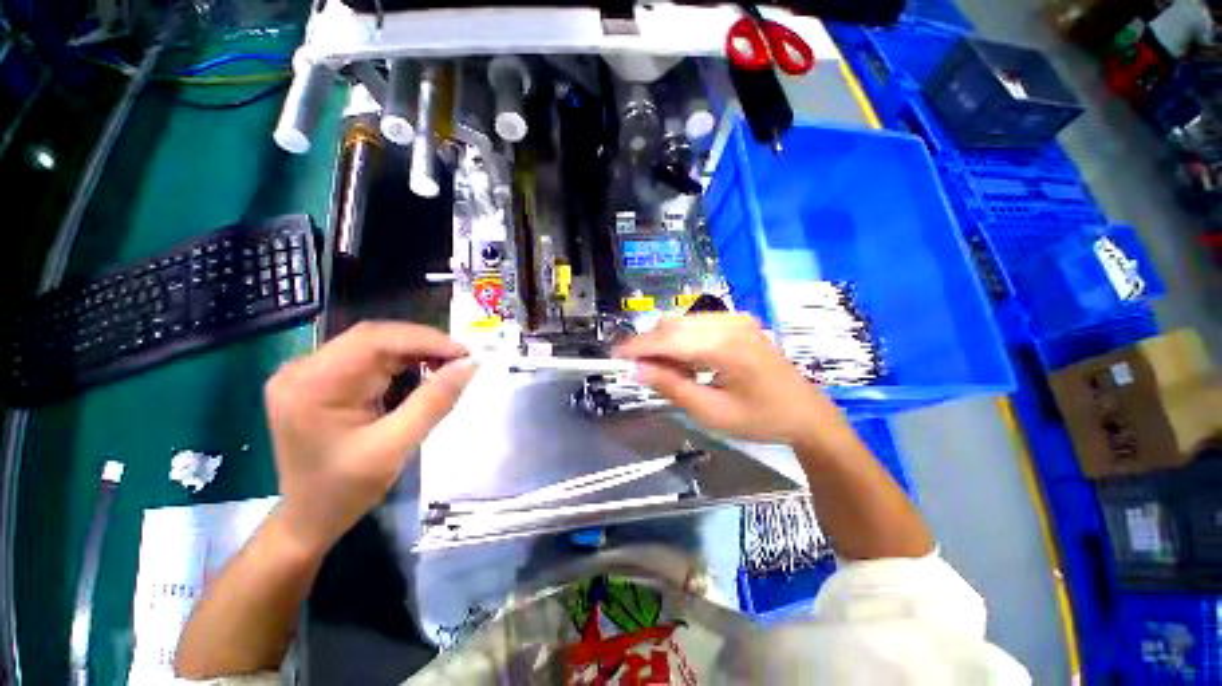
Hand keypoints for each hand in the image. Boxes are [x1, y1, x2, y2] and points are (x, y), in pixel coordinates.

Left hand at [264, 321, 475, 553]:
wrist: (307, 519)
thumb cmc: (346, 490)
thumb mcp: (395, 447)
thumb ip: (434, 401)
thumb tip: (469, 364)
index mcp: (312, 385)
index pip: (375, 340)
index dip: (425, 340)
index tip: (465, 352)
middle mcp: (302, 369)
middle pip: (373, 338)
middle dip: (423, 345)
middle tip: (461, 359)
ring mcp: (307, 372)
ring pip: (373, 345)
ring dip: (414, 353)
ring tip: (447, 367)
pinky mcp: (318, 379)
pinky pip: (367, 358)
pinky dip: (400, 364)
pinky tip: (420, 375)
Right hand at [615, 314, 847, 447]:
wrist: (806, 412)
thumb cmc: (761, 419)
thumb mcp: (712, 412)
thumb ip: (672, 387)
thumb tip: (638, 370)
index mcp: (726, 346)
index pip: (669, 338)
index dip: (638, 346)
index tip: (615, 357)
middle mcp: (729, 322)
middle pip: (673, 324)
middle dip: (650, 346)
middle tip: (643, 373)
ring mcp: (735, 318)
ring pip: (682, 322)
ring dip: (665, 343)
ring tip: (668, 372)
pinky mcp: (737, 321)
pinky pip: (696, 325)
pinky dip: (681, 341)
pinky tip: (687, 363)